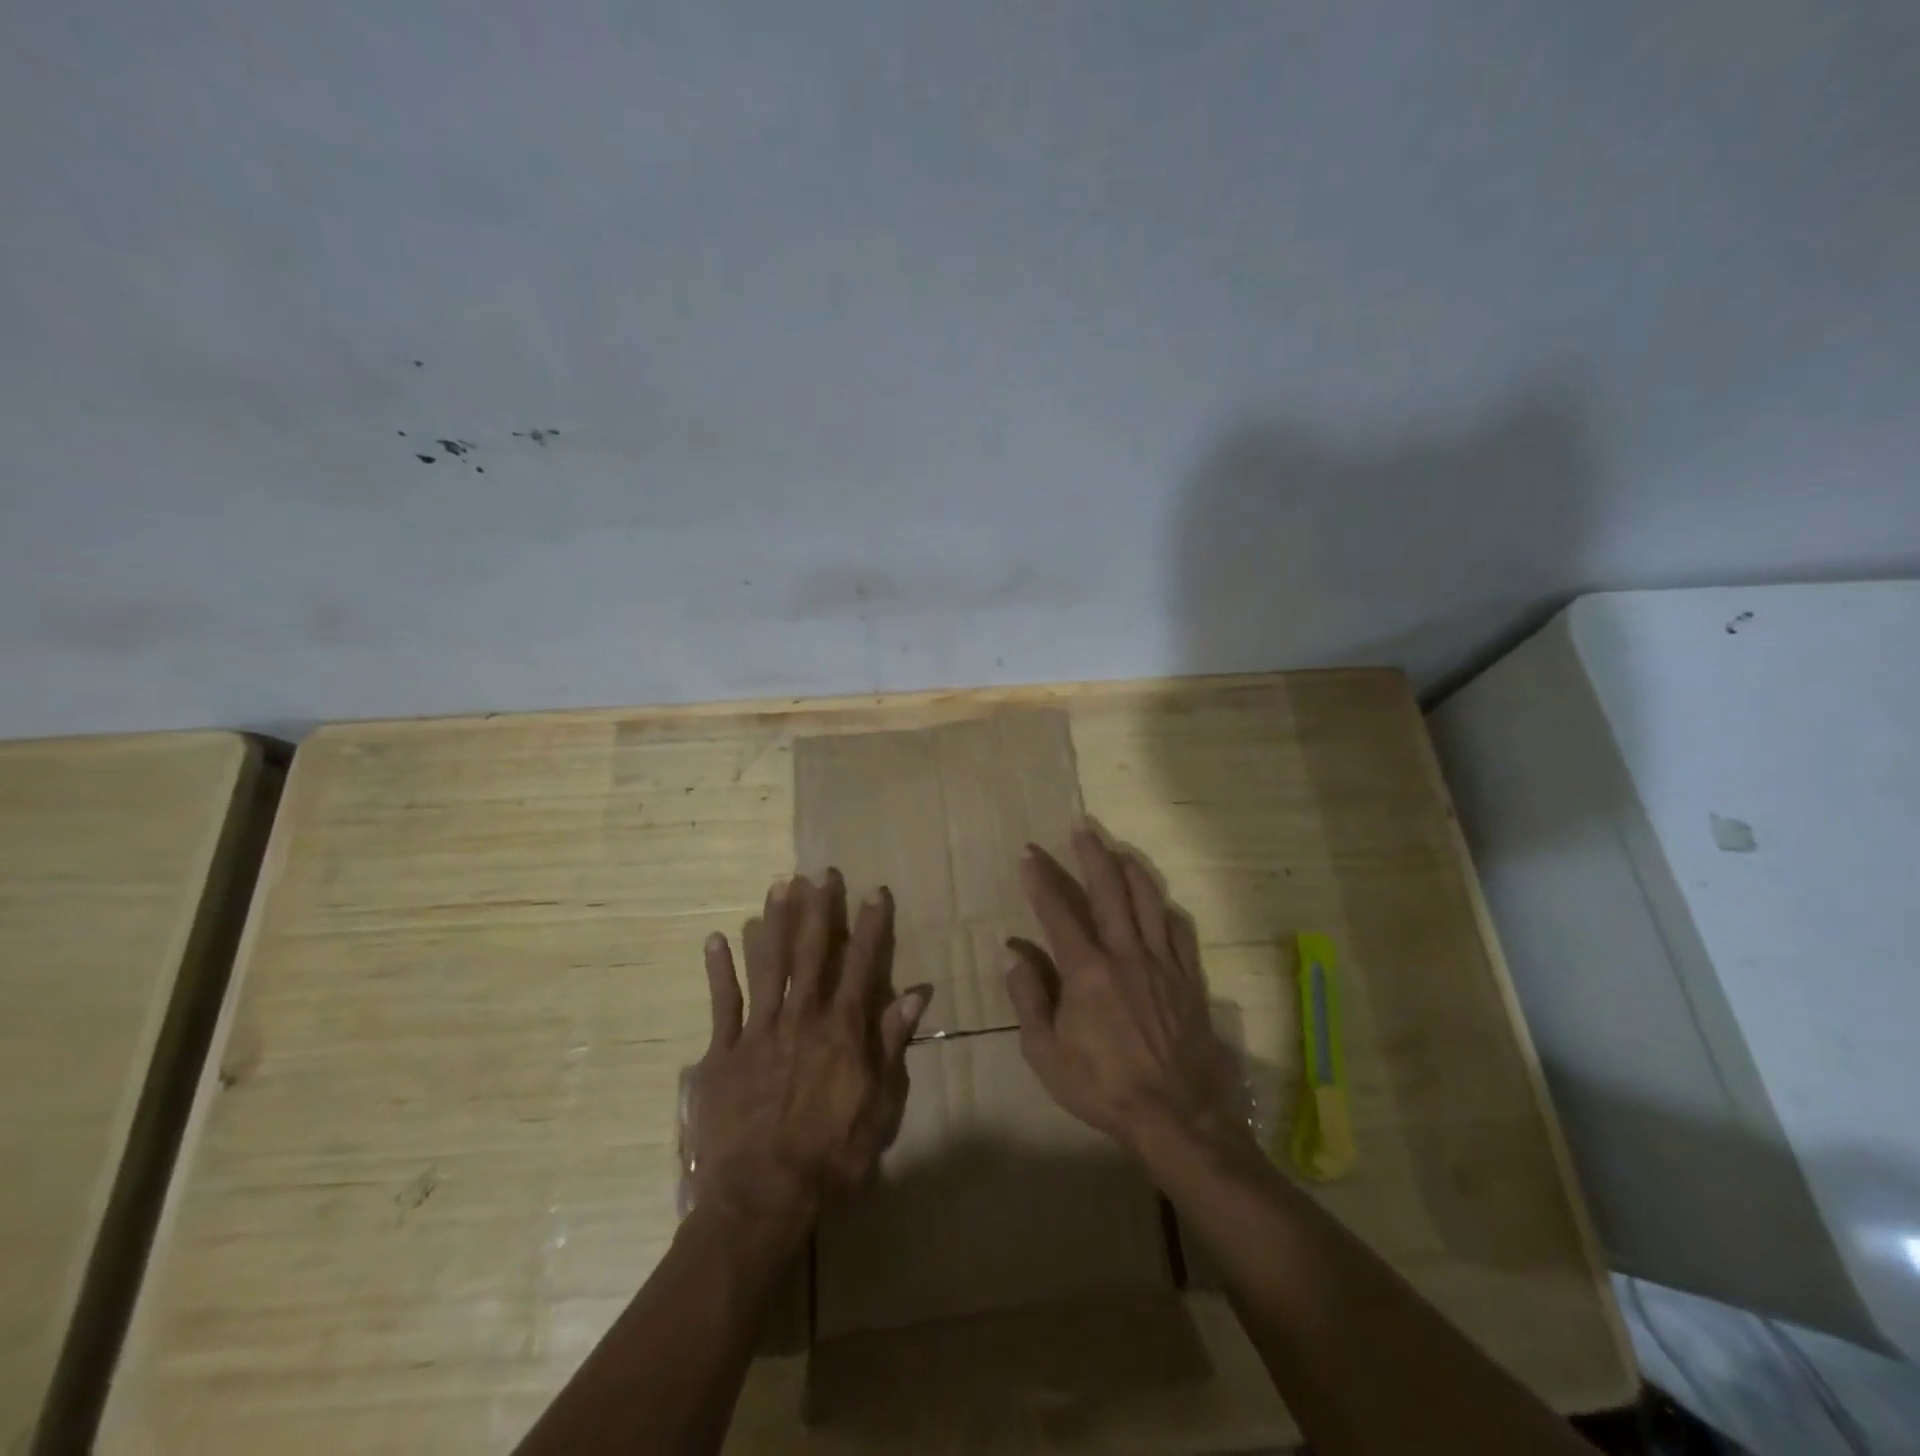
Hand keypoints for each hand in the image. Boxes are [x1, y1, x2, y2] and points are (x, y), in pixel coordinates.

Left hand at [690, 872, 930, 1239]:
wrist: (761, 1198)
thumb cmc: (831, 1157)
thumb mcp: (879, 1105)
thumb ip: (892, 1044)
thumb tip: (916, 993)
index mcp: (842, 1030)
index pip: (861, 965)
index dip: (870, 926)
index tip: (874, 891)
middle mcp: (802, 1017)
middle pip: (810, 953)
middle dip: (818, 910)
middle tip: (820, 873)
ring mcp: (759, 1031)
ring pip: (767, 965)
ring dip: (772, 923)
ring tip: (777, 886)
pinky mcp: (723, 1052)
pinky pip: (722, 1003)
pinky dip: (719, 969)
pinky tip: (717, 937)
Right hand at [1006, 825, 1249, 1160]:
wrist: (1176, 1117)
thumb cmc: (1102, 1087)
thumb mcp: (1046, 1054)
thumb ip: (1029, 999)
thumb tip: (1013, 955)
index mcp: (1086, 970)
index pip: (1059, 911)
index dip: (1042, 880)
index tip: (1029, 856)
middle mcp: (1125, 954)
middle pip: (1108, 890)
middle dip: (1091, 854)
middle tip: (1081, 827)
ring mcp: (1162, 963)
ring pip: (1148, 900)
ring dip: (1130, 869)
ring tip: (1118, 849)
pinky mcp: (1189, 979)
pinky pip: (1180, 931)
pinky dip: (1165, 909)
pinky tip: (1159, 901)